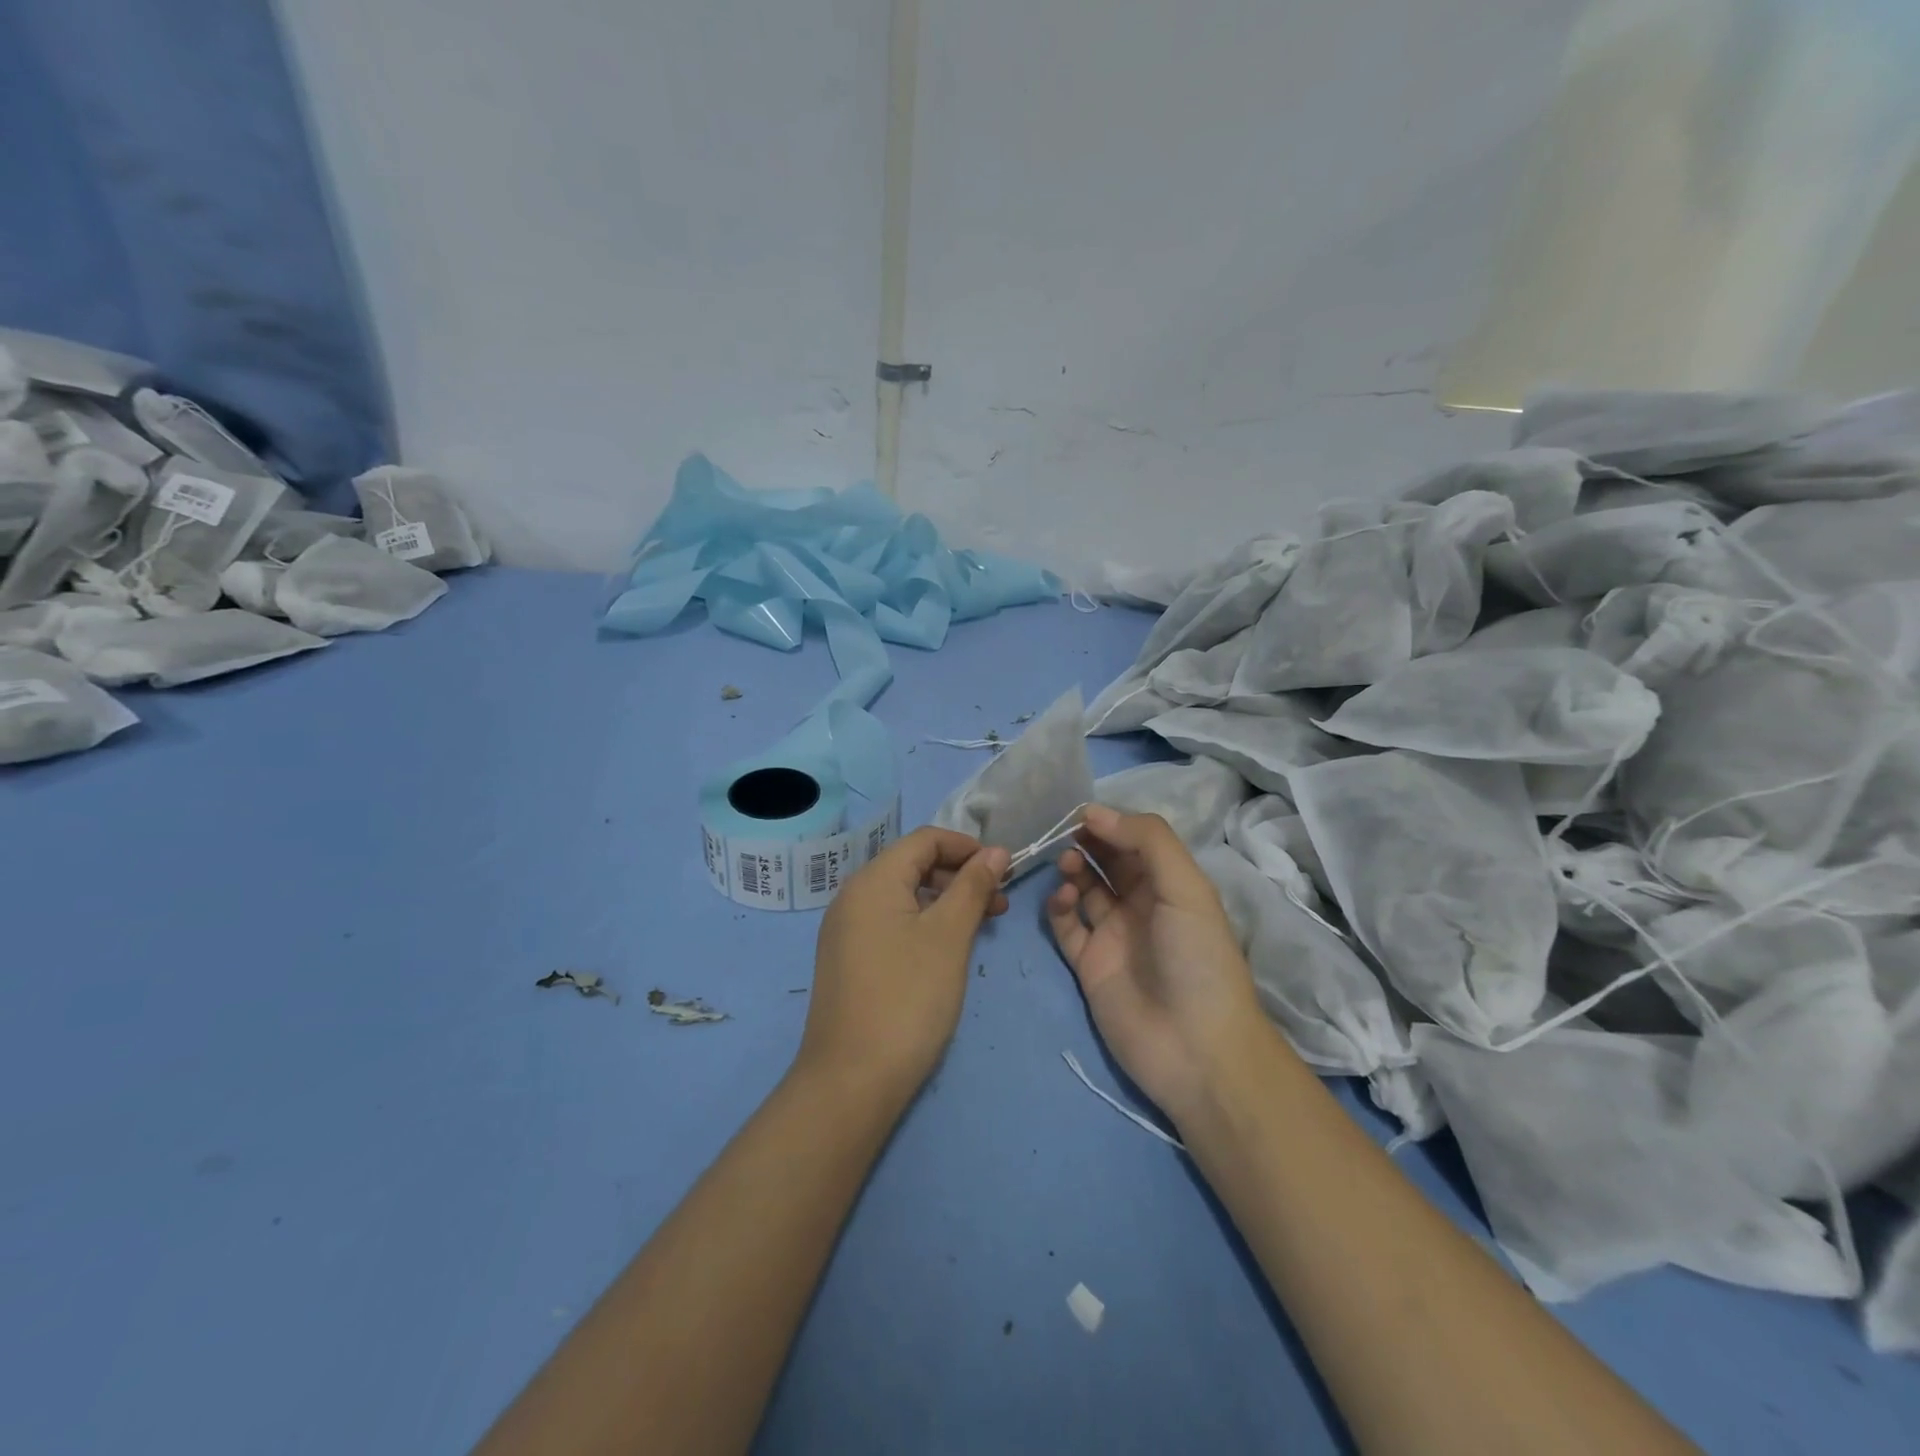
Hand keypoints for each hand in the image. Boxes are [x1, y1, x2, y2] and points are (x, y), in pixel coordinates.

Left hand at [799, 827, 1010, 1102]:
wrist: (851, 1081)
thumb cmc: (908, 998)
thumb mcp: (949, 936)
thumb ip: (973, 887)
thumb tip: (996, 851)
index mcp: (872, 880)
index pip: (925, 839)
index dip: (967, 846)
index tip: (1004, 870)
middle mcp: (853, 896)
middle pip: (913, 865)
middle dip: (960, 875)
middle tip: (1000, 903)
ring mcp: (847, 930)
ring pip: (904, 896)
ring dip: (946, 901)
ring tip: (982, 926)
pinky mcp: (849, 959)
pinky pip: (892, 922)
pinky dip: (924, 924)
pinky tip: (948, 949)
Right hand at [1046, 806, 1266, 1123]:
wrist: (1195, 1049)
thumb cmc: (1197, 959)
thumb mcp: (1186, 888)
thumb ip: (1147, 841)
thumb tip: (1094, 813)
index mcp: (1171, 885)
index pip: (1135, 842)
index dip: (1110, 824)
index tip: (1080, 812)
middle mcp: (1142, 905)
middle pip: (1107, 862)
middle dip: (1087, 842)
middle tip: (1065, 833)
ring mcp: (1113, 935)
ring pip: (1084, 889)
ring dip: (1073, 870)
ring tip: (1068, 865)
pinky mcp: (1089, 964)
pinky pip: (1066, 926)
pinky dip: (1058, 907)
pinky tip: (1062, 898)